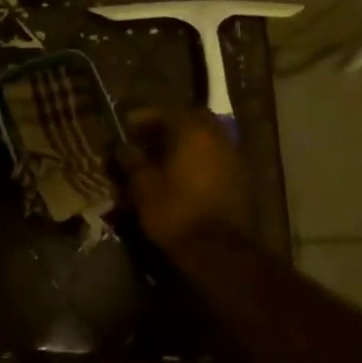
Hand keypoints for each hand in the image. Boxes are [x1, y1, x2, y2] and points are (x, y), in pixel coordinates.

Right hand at [116, 108, 253, 255]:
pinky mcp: (240, 179)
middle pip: (191, 120)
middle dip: (167, 126)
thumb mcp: (143, 186)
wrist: (218, 251)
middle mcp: (217, 137)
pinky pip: (214, 157)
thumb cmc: (175, 212)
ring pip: (205, 138)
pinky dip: (197, 159)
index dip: (143, 117)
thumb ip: (131, 161)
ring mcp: (233, 157)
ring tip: (160, 158)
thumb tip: (122, 148)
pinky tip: (180, 175)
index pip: (166, 111)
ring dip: (183, 143)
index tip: (126, 128)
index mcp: (193, 131)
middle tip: (146, 139)